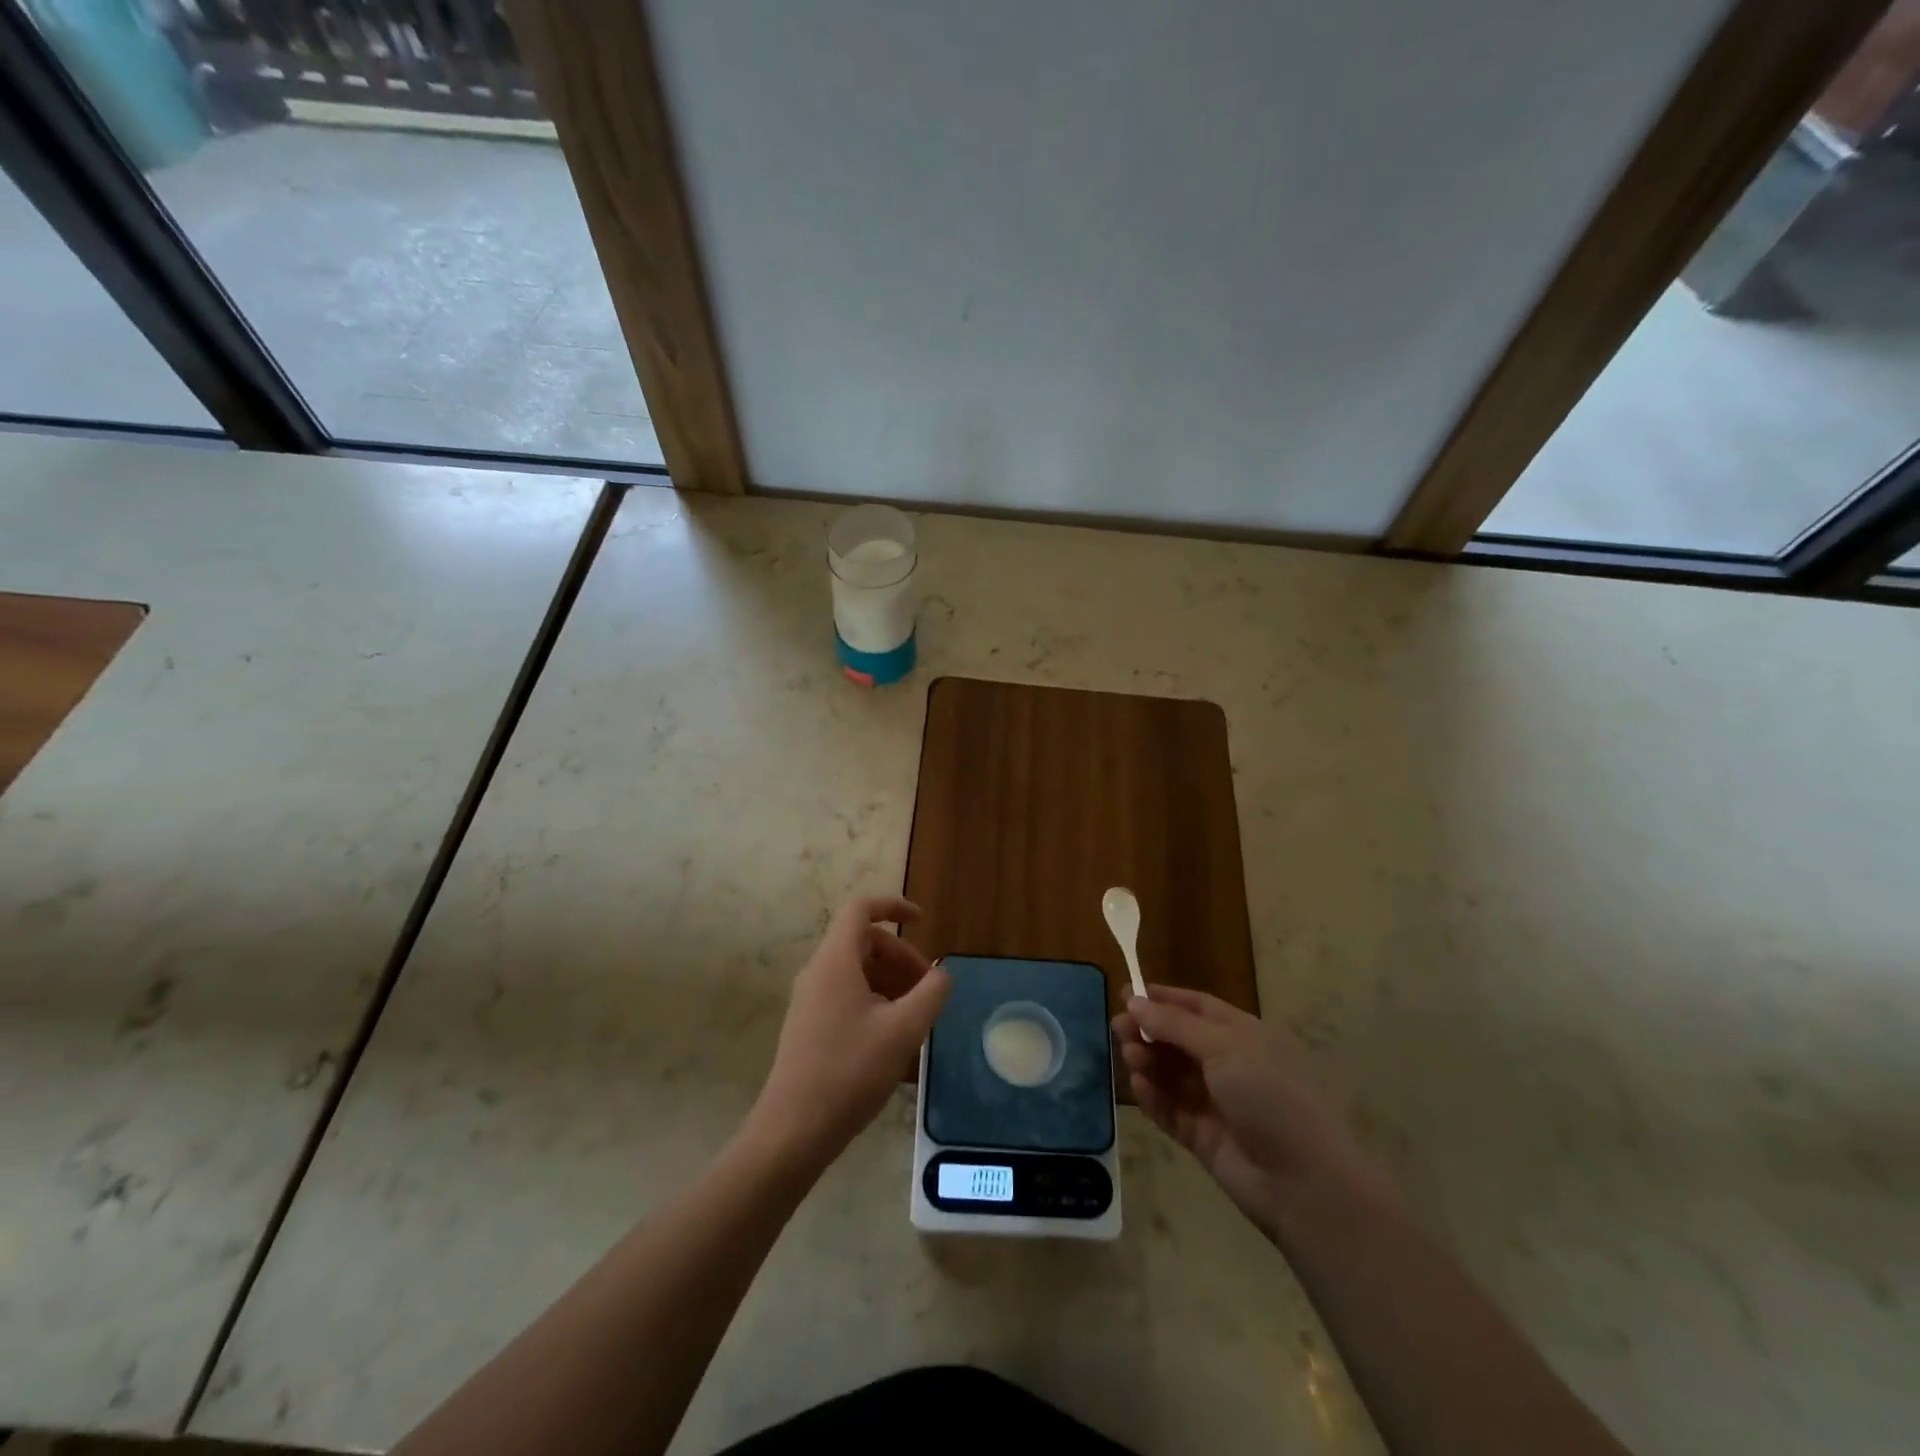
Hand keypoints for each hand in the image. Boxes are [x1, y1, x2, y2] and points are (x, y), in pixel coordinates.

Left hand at [747, 896, 951, 1170]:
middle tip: (928, 987)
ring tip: (916, 1016)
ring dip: (890, 982)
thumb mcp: (903, 1030)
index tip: (923, 921)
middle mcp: (818, 972)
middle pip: (863, 942)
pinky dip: (875, 1002)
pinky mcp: (808, 1027)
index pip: (861, 909)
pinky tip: (893, 1039)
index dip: (893, 906)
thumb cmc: (850, 1071)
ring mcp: (809, 1000)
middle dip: (901, 956)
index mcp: (836, 961)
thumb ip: (931, 993)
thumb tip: (942, 972)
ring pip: (856, 972)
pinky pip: (846, 996)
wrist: (793, 1130)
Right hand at [1114, 987, 1395, 1241]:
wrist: (1304, 1181)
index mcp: (1246, 1035)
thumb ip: (1174, 1024)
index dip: (1165, 999)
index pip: (1199, 1007)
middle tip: (1117, 1027)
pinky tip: (1139, 1087)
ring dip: (1148, 1062)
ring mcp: (1218, 1103)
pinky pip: (1171, 1110)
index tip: (1129, 994)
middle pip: (1180, 1040)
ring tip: (1129, 1057)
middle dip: (1149, 1031)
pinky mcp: (1204, 1137)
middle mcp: (1232, 1065)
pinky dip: (1153, 1097)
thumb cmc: (1270, 1095)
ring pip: (1172, 1074)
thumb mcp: (1223, 1046)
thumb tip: (1134, 1000)